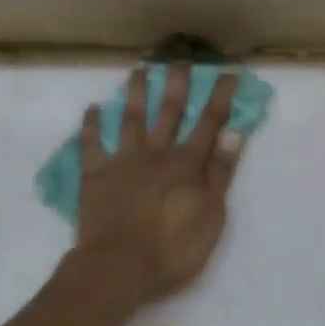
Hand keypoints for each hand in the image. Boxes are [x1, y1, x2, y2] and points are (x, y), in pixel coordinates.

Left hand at [73, 64, 242, 308]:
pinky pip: (91, 144)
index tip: (228, 72)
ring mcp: (123, 162)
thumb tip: (233, 134)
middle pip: (169, 113)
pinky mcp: (95, 176)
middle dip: (177, 85)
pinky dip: (91, 126)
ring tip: (139, 70)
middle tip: (180, 59)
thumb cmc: (173, 249)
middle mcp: (156, 154)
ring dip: (136, 94)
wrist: (119, 267)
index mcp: (187, 165)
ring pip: (131, 120)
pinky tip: (92, 109)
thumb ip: (221, 173)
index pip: (209, 123)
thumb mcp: (212, 215)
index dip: (220, 97)